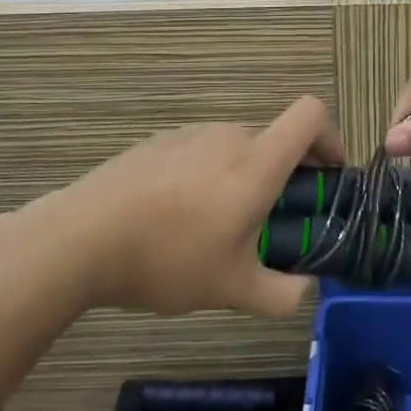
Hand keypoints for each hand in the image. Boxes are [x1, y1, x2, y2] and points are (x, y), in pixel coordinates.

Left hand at [18, 96, 342, 317]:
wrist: (78, 240)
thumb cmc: (167, 258)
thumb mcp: (231, 289)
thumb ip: (281, 295)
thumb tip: (303, 291)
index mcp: (256, 162)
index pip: (311, 115)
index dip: (332, 137)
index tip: (328, 175)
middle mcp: (227, 136)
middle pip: (273, 140)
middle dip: (283, 176)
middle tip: (269, 223)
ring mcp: (187, 135)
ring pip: (234, 148)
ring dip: (242, 177)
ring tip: (216, 227)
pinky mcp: (155, 143)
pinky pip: (198, 152)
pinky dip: (206, 176)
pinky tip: (175, 218)